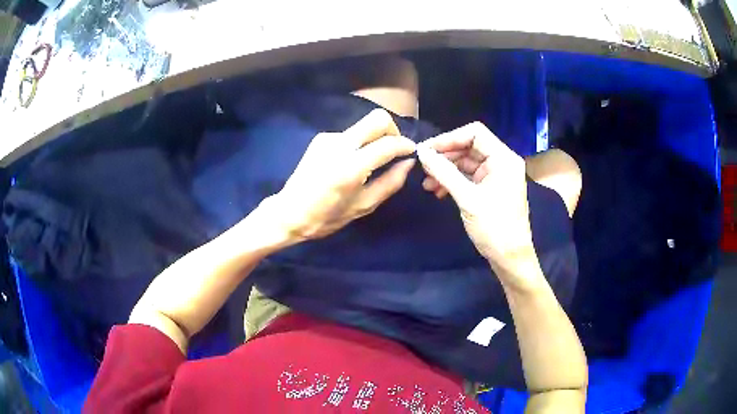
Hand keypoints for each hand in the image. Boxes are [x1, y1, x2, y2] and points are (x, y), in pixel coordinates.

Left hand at [268, 109, 415, 241]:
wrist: (289, 212)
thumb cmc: (327, 217)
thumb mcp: (364, 206)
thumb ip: (390, 183)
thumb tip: (408, 163)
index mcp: (351, 167)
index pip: (387, 144)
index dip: (405, 145)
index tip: (411, 151)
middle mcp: (340, 145)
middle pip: (377, 118)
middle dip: (392, 130)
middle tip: (394, 149)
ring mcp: (328, 138)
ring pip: (363, 125)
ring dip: (374, 138)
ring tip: (371, 161)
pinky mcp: (321, 138)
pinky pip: (350, 134)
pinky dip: (358, 143)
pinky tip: (352, 161)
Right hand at [417, 122, 540, 286]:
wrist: (509, 258)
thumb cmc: (494, 227)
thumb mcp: (467, 198)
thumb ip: (444, 172)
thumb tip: (422, 152)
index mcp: (503, 159)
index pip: (475, 133)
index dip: (449, 138)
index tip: (427, 150)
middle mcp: (501, 162)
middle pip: (469, 147)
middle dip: (445, 156)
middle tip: (423, 167)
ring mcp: (496, 176)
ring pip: (466, 163)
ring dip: (446, 170)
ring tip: (427, 183)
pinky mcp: (490, 188)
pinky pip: (468, 177)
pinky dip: (453, 181)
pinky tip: (438, 191)